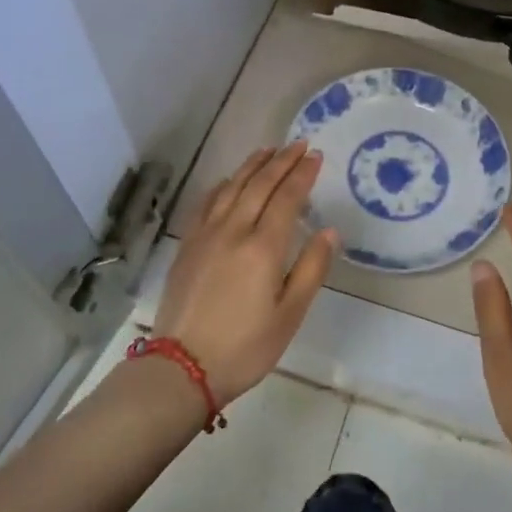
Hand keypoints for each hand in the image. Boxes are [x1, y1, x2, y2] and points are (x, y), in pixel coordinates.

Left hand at [153, 140, 336, 403]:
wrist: (181, 367)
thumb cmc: (245, 347)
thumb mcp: (289, 314)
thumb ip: (311, 269)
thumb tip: (329, 232)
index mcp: (263, 247)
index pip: (287, 198)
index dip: (303, 174)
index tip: (316, 155)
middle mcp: (234, 231)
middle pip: (260, 185)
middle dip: (282, 161)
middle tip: (299, 144)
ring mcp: (206, 236)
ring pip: (231, 188)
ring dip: (252, 166)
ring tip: (268, 151)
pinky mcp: (187, 246)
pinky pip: (207, 203)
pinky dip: (223, 186)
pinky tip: (229, 181)